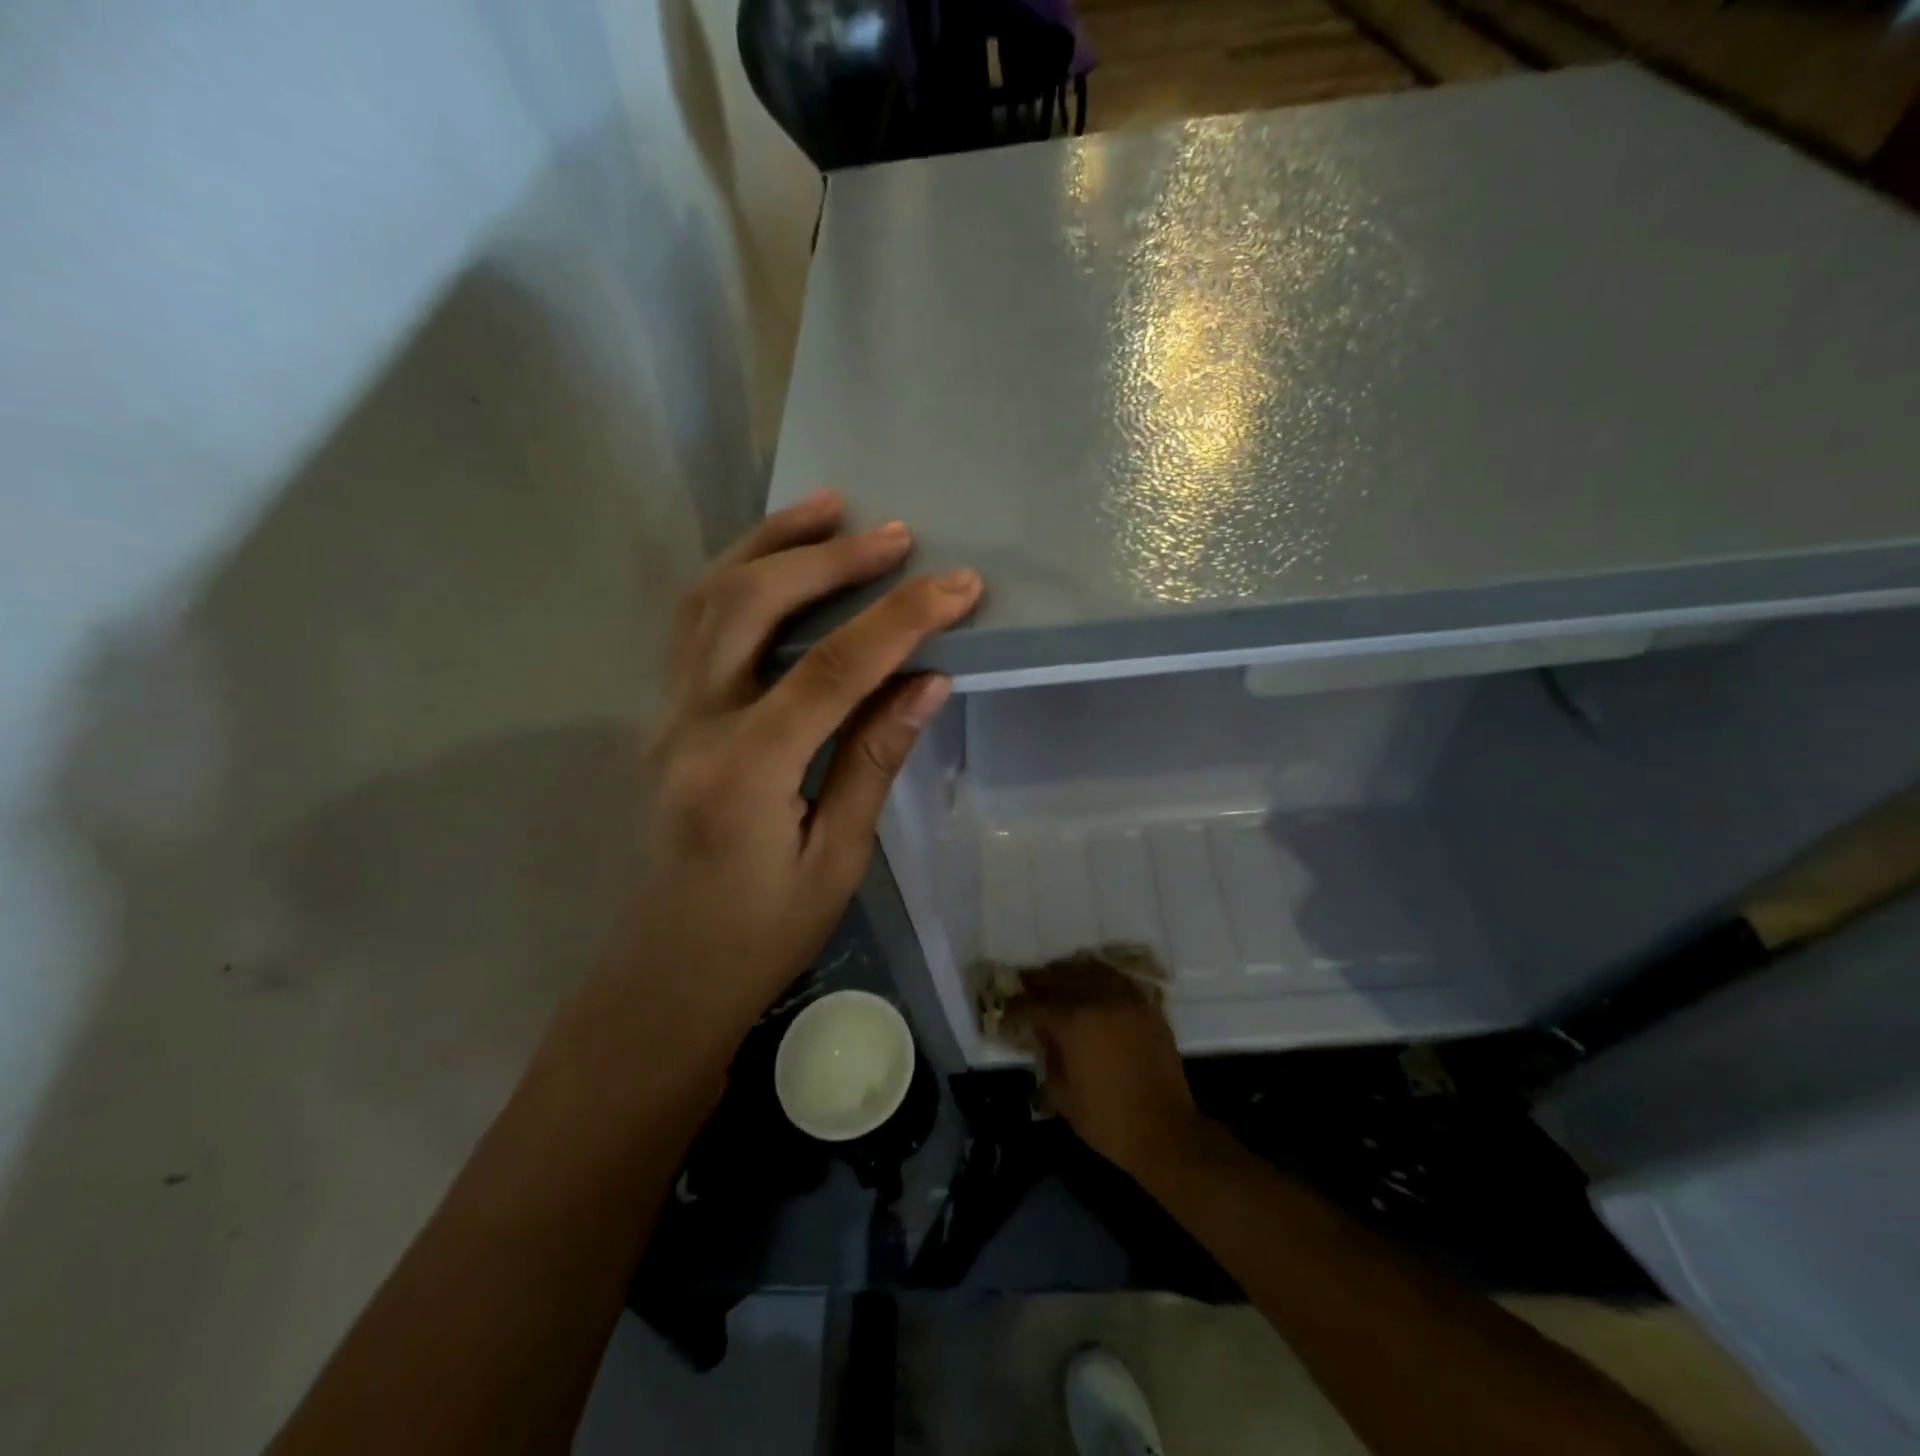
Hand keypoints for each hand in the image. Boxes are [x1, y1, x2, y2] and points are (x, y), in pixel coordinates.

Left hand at [615, 490, 980, 1045]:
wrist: (668, 975)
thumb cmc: (761, 936)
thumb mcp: (836, 860)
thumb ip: (873, 761)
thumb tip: (928, 681)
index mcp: (743, 774)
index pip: (830, 672)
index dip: (900, 620)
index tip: (959, 586)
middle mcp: (692, 727)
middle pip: (751, 606)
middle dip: (829, 560)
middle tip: (895, 533)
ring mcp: (666, 716)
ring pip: (706, 599)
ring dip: (769, 545)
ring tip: (828, 508)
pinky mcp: (665, 717)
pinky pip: (695, 626)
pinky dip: (738, 576)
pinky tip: (778, 561)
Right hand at [1003, 955, 1204, 1176]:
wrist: (1165, 1131)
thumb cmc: (1107, 1120)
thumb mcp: (1061, 1093)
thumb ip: (1047, 1055)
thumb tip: (1043, 1034)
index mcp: (1072, 1021)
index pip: (1033, 1004)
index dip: (1015, 1009)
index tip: (1006, 1016)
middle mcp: (1097, 998)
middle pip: (1059, 976)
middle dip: (1038, 982)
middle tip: (1025, 987)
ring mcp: (1125, 998)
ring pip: (1089, 969)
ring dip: (1068, 973)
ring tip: (1057, 981)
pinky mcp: (1147, 1006)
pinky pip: (1117, 979)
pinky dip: (1099, 978)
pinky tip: (1092, 987)